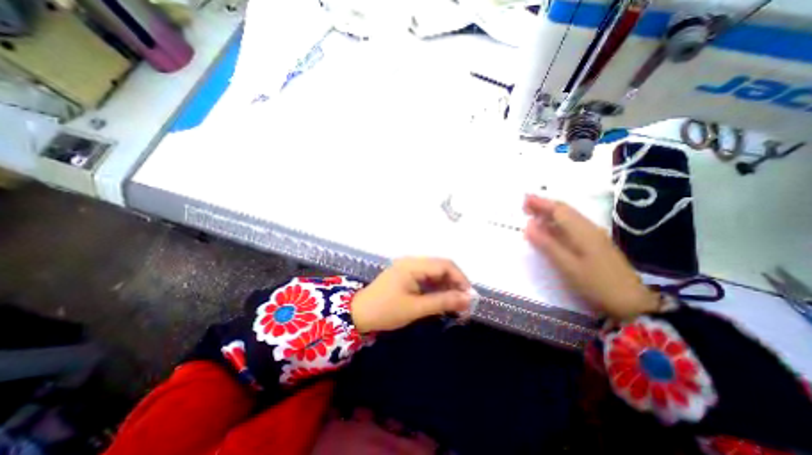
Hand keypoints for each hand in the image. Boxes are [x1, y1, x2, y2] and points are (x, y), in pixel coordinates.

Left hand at [351, 256, 472, 334]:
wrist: (359, 314)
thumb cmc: (386, 310)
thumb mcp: (416, 308)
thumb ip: (443, 301)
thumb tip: (468, 299)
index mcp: (413, 265)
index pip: (445, 265)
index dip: (460, 278)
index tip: (469, 296)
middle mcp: (412, 262)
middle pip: (441, 267)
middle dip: (455, 283)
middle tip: (464, 303)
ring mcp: (409, 268)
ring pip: (435, 273)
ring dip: (447, 286)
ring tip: (455, 304)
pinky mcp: (407, 276)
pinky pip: (427, 278)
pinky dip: (437, 288)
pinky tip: (442, 300)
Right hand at [523, 195, 661, 319]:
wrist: (631, 303)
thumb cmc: (596, 284)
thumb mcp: (567, 265)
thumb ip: (547, 244)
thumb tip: (528, 226)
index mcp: (582, 231)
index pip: (559, 210)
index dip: (541, 203)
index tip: (524, 199)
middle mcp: (589, 228)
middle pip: (565, 211)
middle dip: (544, 206)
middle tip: (525, 205)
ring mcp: (594, 236)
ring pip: (569, 218)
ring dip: (550, 214)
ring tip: (532, 215)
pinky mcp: (594, 245)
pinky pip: (572, 227)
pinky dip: (557, 224)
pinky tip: (549, 230)